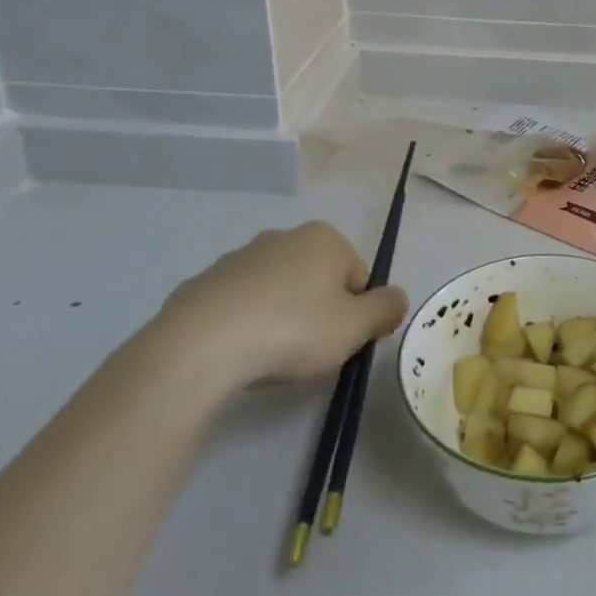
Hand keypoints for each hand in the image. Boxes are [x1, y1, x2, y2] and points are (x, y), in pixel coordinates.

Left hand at [151, 222, 407, 390]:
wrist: (199, 346)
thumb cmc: (292, 330)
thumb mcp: (355, 327)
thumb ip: (386, 309)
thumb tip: (396, 298)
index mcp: (325, 239)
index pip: (358, 277)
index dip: (355, 314)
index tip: (340, 343)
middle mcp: (283, 237)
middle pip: (317, 281)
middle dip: (318, 313)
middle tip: (308, 352)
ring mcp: (238, 258)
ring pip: (277, 292)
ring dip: (280, 318)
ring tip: (269, 358)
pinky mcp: (202, 284)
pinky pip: (238, 307)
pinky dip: (243, 326)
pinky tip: (236, 355)